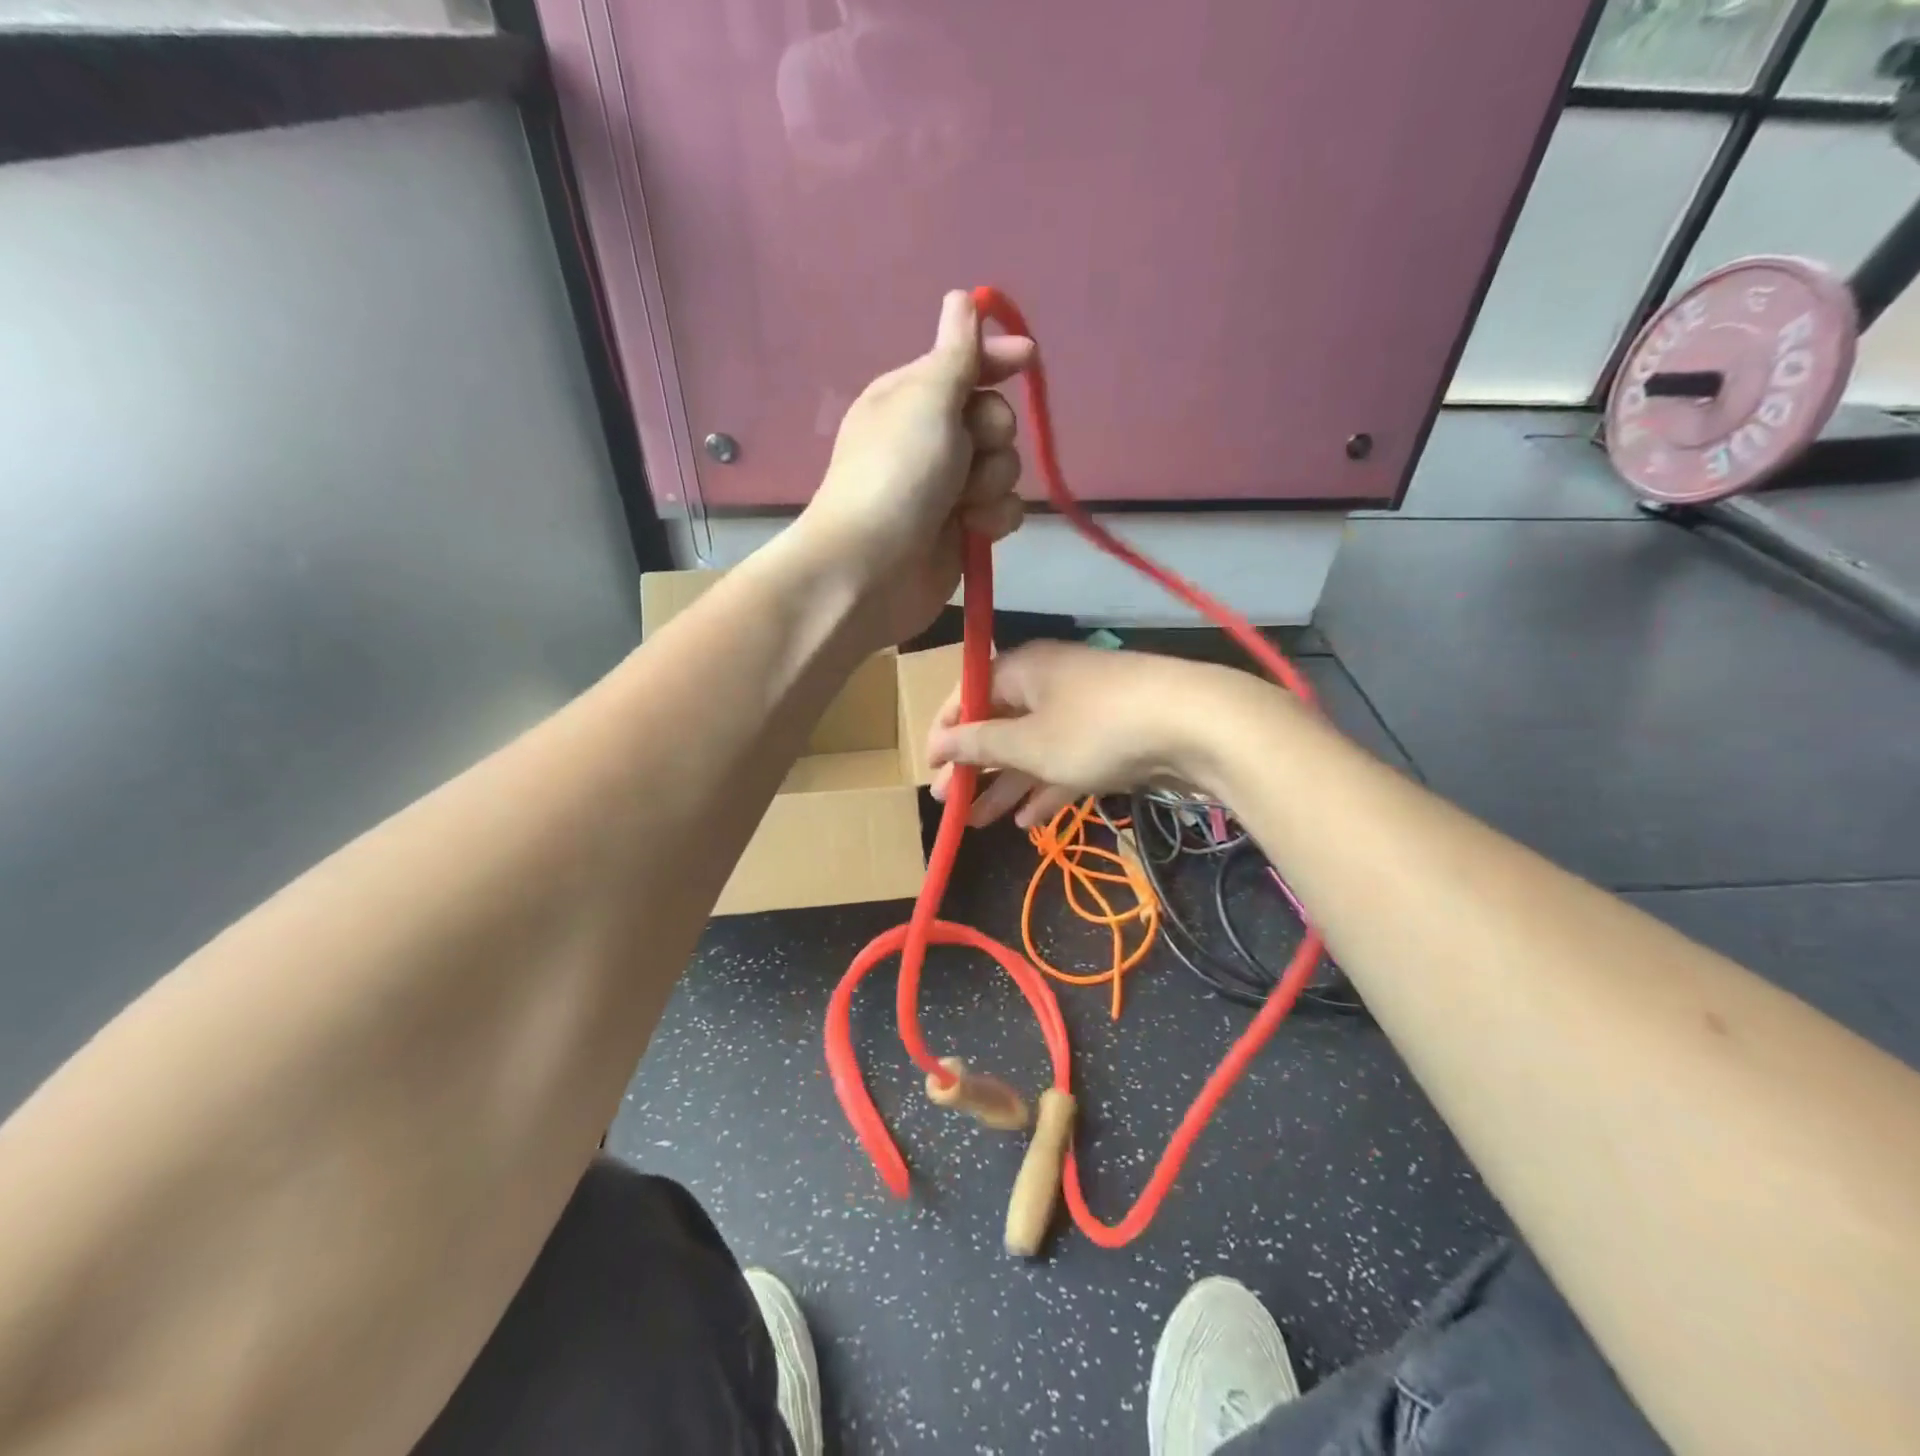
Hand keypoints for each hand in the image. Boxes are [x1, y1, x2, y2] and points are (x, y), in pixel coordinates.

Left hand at [791, 291, 1035, 648]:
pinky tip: (973, 529)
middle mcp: (930, 439)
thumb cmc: (896, 474)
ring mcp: (947, 488)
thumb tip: (960, 300)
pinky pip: (1003, 510)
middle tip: (968, 452)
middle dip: (992, 434)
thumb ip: (956, 354)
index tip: (1027, 359)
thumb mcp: (927, 399)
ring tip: (963, 502)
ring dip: (993, 481)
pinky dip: (994, 519)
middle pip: (994, 418)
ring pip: (1004, 468)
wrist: (872, 570)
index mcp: (911, 397)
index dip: (995, 360)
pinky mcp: (963, 530)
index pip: (964, 364)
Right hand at [927, 643, 1258, 827]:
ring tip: (979, 822)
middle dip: (973, 767)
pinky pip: (1066, 763)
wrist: (1193, 725)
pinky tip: (1029, 822)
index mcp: (1022, 670)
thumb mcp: (1029, 742)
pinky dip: (1046, 788)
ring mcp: (1082, 712)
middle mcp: (1048, 684)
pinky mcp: (1110, 739)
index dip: (946, 732)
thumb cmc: (1094, 728)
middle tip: (947, 803)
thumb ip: (981, 745)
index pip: (970, 695)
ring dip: (1006, 785)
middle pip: (1000, 726)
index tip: (929, 768)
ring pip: (1032, 750)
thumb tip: (938, 745)